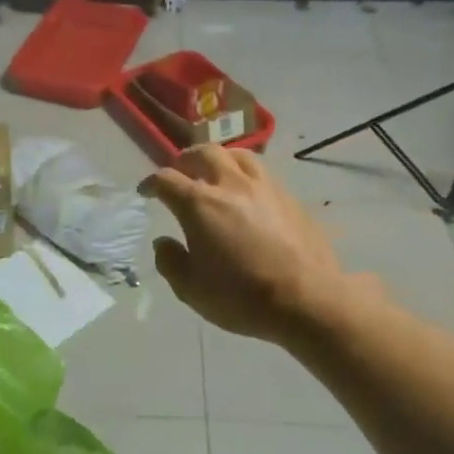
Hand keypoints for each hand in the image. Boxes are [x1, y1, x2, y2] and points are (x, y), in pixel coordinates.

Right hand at [140, 146, 361, 345]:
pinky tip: (247, 193)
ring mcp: (264, 187)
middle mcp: (230, 185)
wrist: (307, 299)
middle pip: (203, 153)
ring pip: (237, 155)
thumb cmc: (241, 297)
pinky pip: (262, 173)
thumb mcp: (191, 289)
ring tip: (215, 173)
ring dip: (219, 159)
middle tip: (179, 173)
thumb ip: (170, 261)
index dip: (151, 183)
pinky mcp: (290, 197)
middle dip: (185, 160)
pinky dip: (245, 175)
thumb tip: (164, 242)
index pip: (166, 180)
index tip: (146, 192)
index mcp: (199, 205)